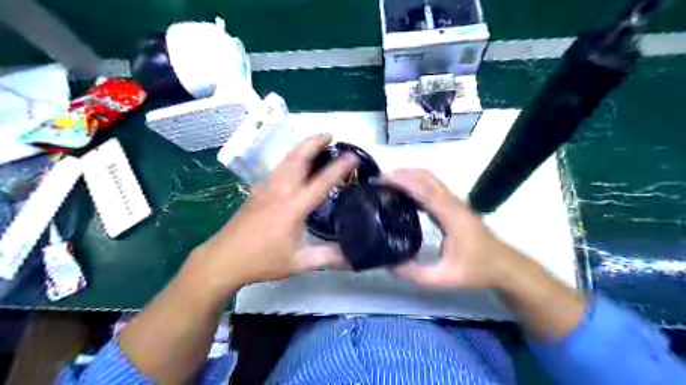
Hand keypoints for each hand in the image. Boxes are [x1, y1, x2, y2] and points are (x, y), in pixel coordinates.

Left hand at [187, 134, 359, 291]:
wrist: (223, 259)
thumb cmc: (262, 261)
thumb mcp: (299, 262)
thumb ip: (328, 258)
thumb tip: (355, 259)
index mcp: (292, 207)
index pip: (320, 182)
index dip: (339, 168)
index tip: (353, 156)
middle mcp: (279, 191)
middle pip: (297, 158)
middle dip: (314, 142)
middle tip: (330, 135)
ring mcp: (266, 188)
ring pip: (285, 160)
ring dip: (302, 147)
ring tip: (316, 143)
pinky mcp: (257, 191)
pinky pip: (278, 168)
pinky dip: (291, 159)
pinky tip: (295, 165)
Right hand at [385, 168, 519, 288]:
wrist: (503, 265)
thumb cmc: (477, 269)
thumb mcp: (446, 277)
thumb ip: (417, 274)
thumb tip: (389, 268)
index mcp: (451, 216)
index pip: (424, 191)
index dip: (403, 181)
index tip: (383, 179)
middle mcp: (453, 203)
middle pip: (427, 177)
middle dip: (403, 173)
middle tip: (380, 180)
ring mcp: (455, 203)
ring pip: (431, 179)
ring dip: (410, 176)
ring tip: (387, 184)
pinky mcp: (454, 206)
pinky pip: (433, 188)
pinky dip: (416, 184)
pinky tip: (404, 194)